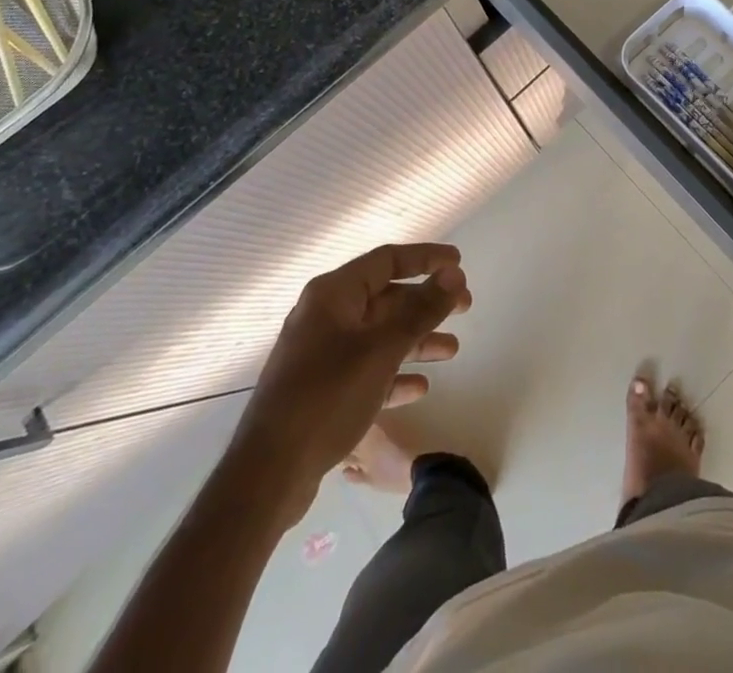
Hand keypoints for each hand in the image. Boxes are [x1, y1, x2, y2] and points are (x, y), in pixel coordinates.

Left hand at [236, 243, 469, 524]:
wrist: (268, 474)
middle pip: (385, 298)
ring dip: (415, 340)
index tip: (458, 263)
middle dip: (426, 303)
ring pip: (378, 335)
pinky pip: (366, 369)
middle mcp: (325, 315)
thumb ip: (421, 309)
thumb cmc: (327, 397)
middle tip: (464, 308)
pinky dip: (393, 373)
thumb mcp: (382, 349)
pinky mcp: (320, 389)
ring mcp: (320, 353)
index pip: (387, 260)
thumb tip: (453, 273)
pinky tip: (420, 388)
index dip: (425, 258)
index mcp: (333, 294)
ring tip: (452, 350)